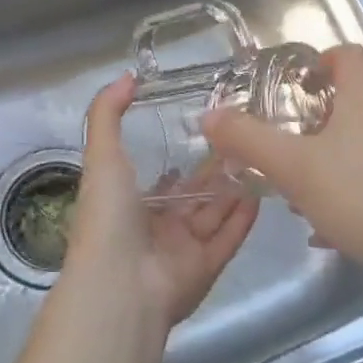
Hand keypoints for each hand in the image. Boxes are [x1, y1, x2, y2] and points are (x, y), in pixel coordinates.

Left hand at [66, 74, 259, 340]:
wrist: (119, 286)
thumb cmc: (108, 215)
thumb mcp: (101, 154)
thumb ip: (108, 113)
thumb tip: (127, 76)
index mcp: (127, 204)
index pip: (157, 180)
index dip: (176, 159)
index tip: (203, 131)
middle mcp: (155, 227)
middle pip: (191, 197)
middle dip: (213, 172)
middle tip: (242, 142)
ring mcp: (181, 250)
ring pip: (212, 215)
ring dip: (232, 191)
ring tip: (258, 159)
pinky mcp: (205, 268)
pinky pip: (228, 239)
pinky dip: (243, 219)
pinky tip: (261, 193)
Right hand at [202, 45, 362, 292]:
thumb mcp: (293, 168)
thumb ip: (248, 140)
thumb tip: (209, 115)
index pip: (347, 54)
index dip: (319, 61)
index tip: (295, 85)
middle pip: (355, 100)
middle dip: (318, 120)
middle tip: (289, 145)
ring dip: (335, 158)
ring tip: (306, 192)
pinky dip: (357, 188)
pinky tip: (337, 226)